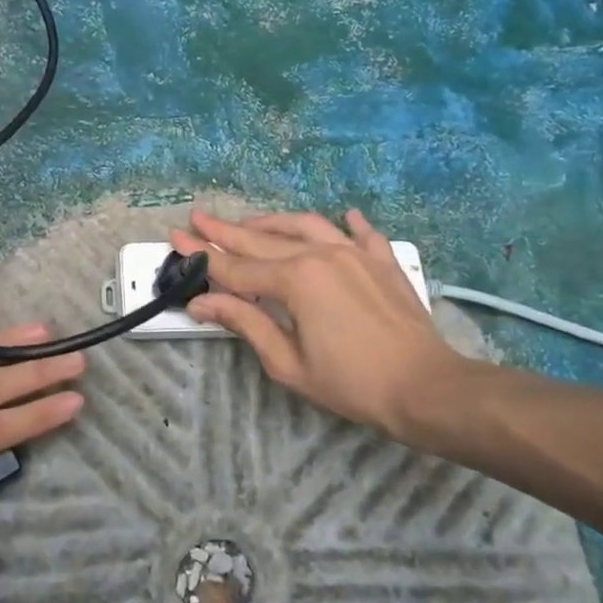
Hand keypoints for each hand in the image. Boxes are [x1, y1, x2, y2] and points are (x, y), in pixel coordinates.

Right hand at [169, 209, 490, 443]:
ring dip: (274, 222)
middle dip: (226, 230)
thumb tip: (203, 302)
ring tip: (252, 221)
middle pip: (262, 240)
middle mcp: (320, 254)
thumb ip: (246, 324)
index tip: (176, 238)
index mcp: (294, 280)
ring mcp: (354, 253)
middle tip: (199, 217)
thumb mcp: (288, 362)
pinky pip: (362, 233)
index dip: (203, 256)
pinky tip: (344, 215)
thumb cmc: (351, 383)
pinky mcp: (382, 261)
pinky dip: (349, 223)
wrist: (426, 387)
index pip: (235, 267)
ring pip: (305, 225)